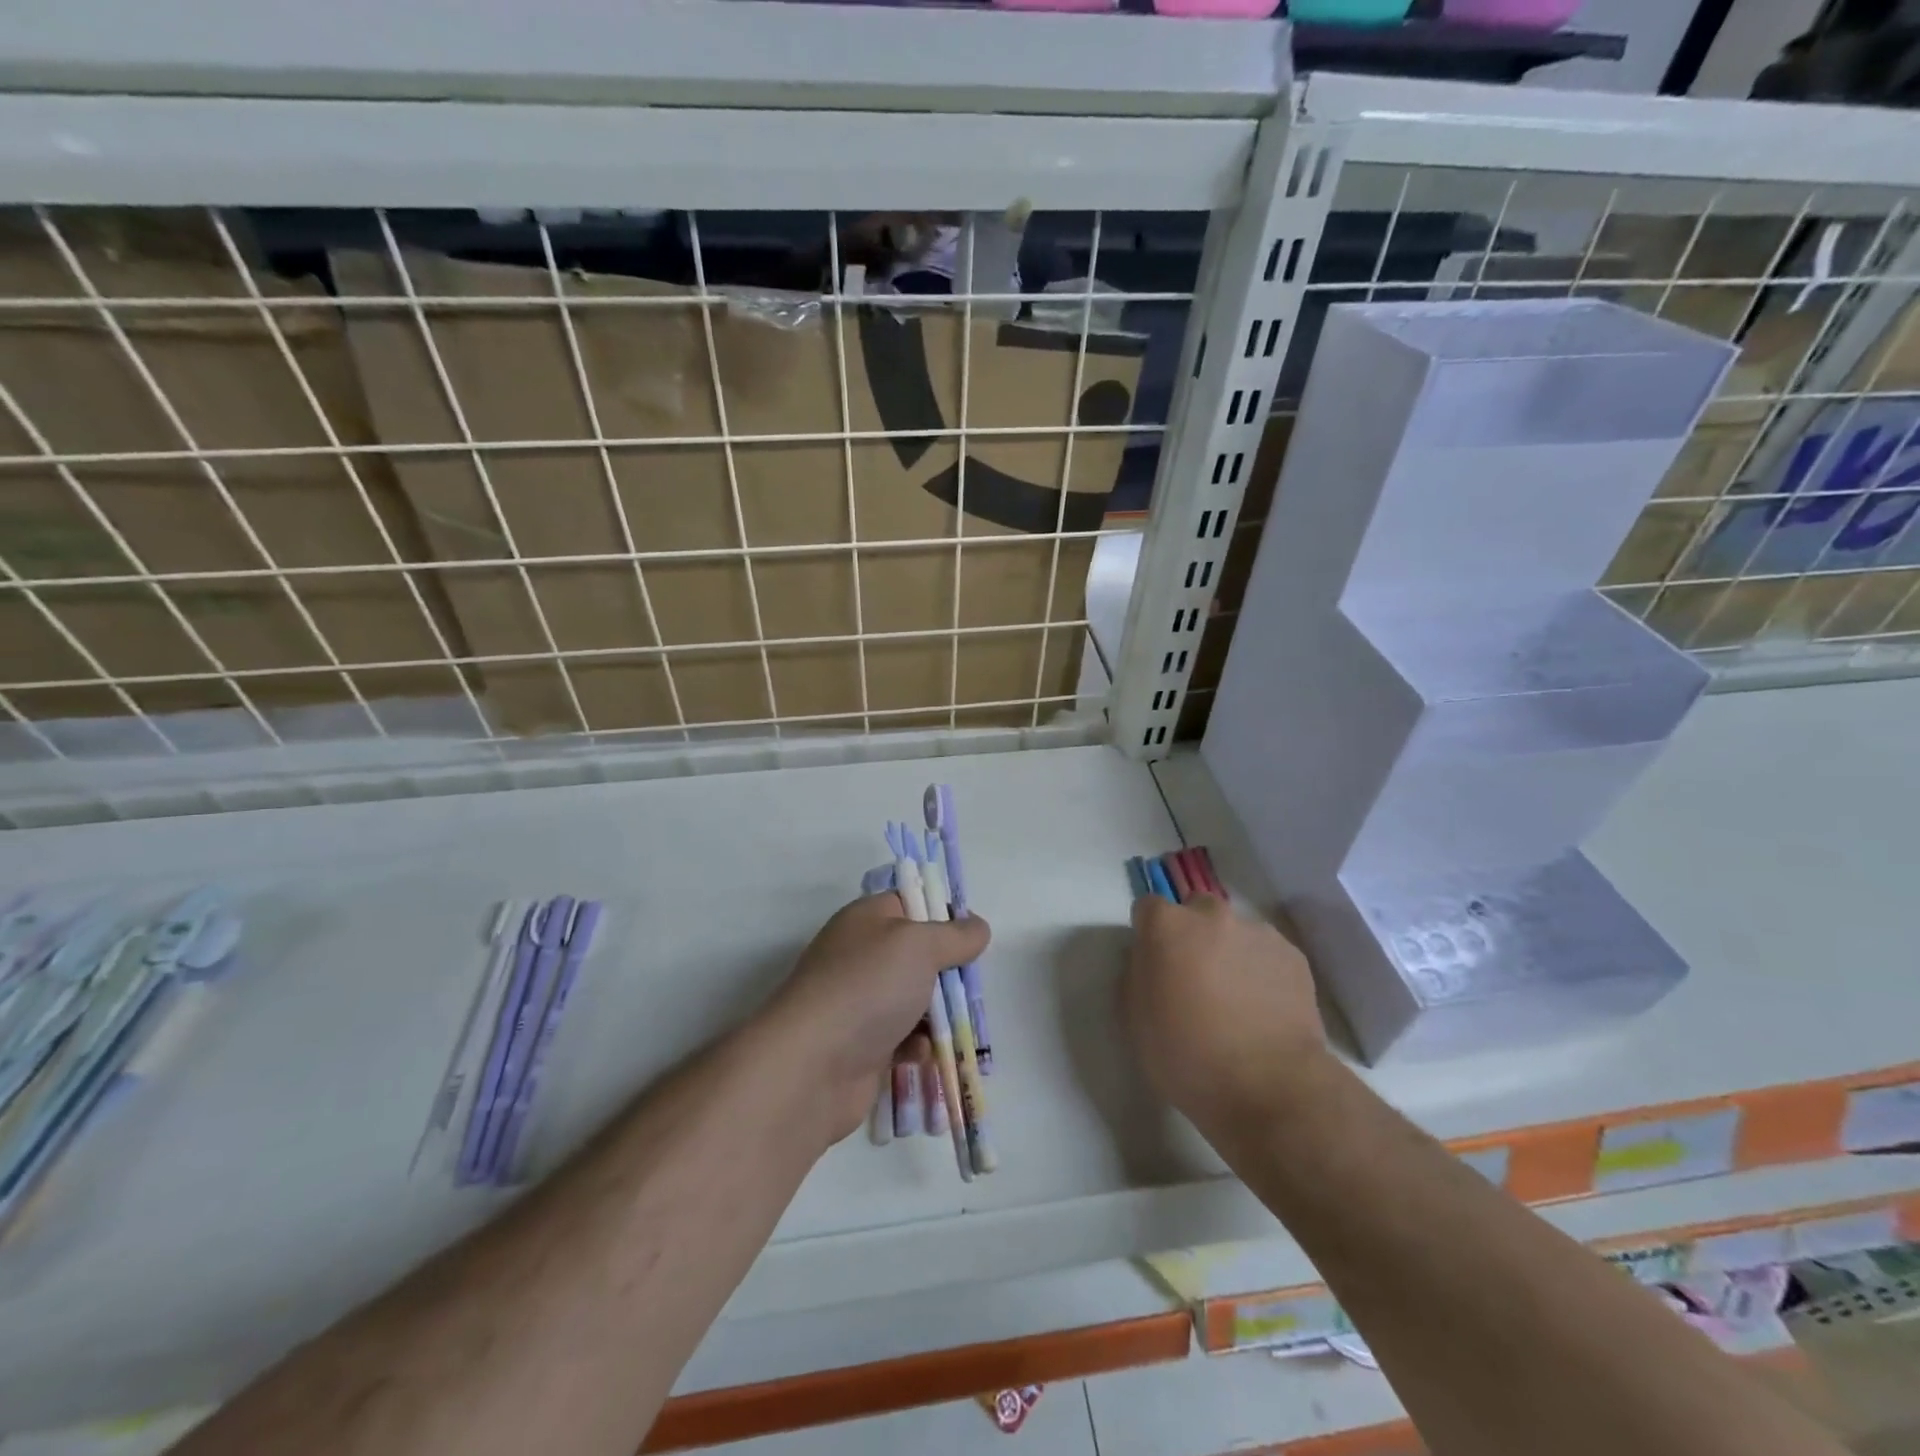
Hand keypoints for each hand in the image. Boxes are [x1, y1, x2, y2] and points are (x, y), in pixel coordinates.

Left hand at [762, 894, 988, 1146]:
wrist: (811, 1066)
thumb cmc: (867, 987)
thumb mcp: (919, 944)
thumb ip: (955, 935)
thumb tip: (978, 927)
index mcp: (867, 919)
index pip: (911, 902)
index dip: (943, 915)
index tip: (971, 936)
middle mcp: (861, 955)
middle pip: (918, 955)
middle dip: (948, 973)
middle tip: (969, 988)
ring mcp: (860, 1002)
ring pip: (915, 999)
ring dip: (938, 1014)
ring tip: (955, 1026)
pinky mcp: (863, 1045)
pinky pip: (903, 1038)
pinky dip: (918, 1045)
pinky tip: (922, 1054)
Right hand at [1123, 894, 1327, 1140]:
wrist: (1271, 1089)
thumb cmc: (1188, 1057)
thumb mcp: (1135, 1019)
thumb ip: (1136, 974)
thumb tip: (1149, 959)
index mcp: (1167, 926)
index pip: (1148, 908)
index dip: (1148, 935)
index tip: (1155, 965)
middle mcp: (1211, 915)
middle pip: (1195, 912)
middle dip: (1192, 937)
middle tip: (1195, 981)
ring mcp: (1257, 932)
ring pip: (1234, 933)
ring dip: (1228, 953)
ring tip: (1236, 1001)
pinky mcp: (1293, 955)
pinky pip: (1266, 953)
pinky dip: (1260, 971)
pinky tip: (1263, 1009)